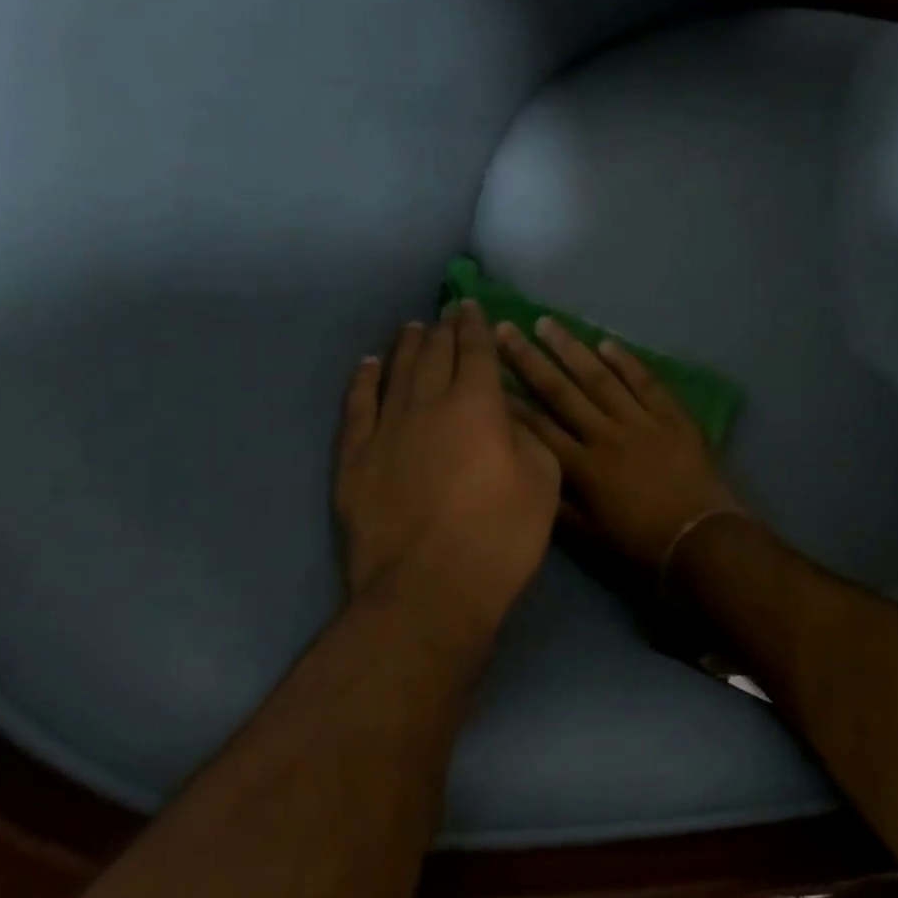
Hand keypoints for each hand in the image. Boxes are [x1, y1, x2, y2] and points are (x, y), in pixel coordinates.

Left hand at [335, 303, 559, 632]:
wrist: (429, 589)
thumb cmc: (500, 536)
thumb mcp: (543, 482)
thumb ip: (527, 437)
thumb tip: (505, 418)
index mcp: (478, 405)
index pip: (476, 352)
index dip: (475, 326)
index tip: (472, 307)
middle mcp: (429, 404)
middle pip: (435, 355)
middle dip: (443, 330)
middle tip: (446, 314)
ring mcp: (386, 429)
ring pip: (396, 373)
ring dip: (406, 347)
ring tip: (411, 328)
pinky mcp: (355, 459)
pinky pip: (357, 407)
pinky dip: (363, 381)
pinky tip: (367, 366)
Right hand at [496, 318, 742, 577]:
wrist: (701, 540)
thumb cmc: (642, 546)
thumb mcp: (590, 537)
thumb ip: (559, 505)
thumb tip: (530, 475)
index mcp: (583, 468)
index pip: (538, 428)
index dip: (511, 402)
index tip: (488, 374)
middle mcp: (606, 436)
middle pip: (562, 392)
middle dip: (530, 360)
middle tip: (507, 329)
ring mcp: (641, 422)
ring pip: (600, 378)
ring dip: (572, 349)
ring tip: (548, 323)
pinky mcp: (672, 417)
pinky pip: (646, 382)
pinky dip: (627, 362)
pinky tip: (607, 343)